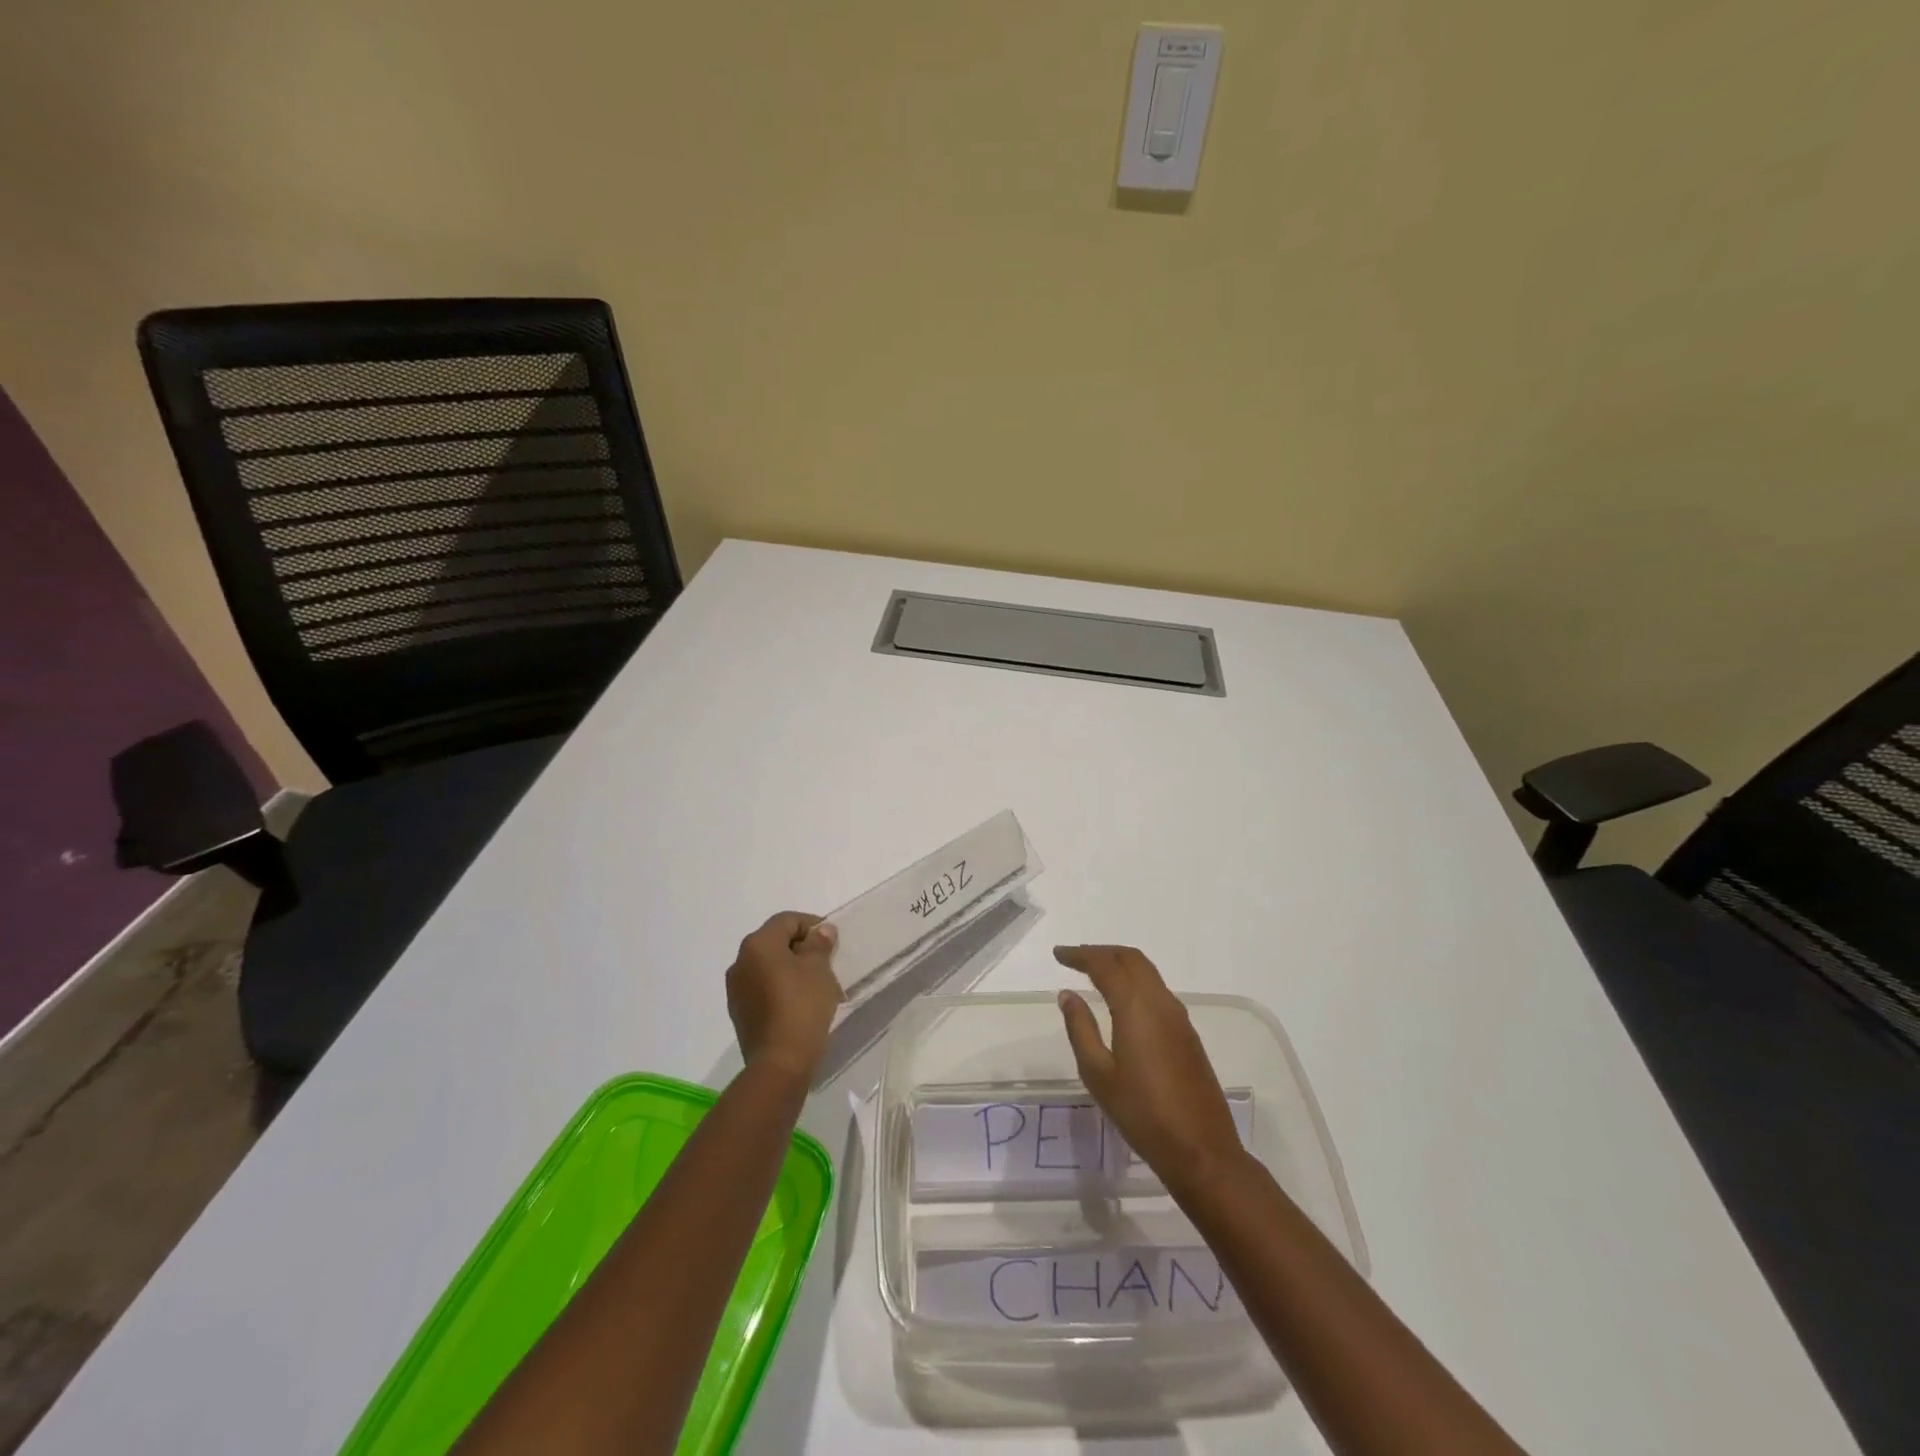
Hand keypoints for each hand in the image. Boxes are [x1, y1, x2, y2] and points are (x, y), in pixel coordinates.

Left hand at [726, 912, 842, 1081]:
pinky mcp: (739, 1012)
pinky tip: (799, 1002)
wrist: (780, 1062)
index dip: (812, 924)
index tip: (832, 939)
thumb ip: (819, 944)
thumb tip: (821, 931)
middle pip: (774, 942)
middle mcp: (740, 961)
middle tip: (826, 961)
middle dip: (801, 947)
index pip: (786, 920)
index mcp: (757, 944)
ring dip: (790, 968)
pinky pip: (762, 987)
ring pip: (767, 966)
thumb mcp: (819, 969)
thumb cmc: (802, 1005)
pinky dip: (780, 987)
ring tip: (815, 984)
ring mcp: (736, 989)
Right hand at [1055, 945, 1244, 1195]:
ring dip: (1120, 964)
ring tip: (1094, 973)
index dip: (1080, 955)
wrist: (1201, 1150)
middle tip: (1075, 958)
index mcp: (1136, 1007)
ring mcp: (1179, 1017)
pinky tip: (1122, 1000)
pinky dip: (1135, 981)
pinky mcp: (1188, 1034)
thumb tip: (1067, 994)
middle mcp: (1160, 1002)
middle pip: (1131, 959)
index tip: (1058, 954)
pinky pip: (1158, 990)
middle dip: (1101, 952)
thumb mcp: (1099, 1074)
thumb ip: (1081, 1029)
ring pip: (1147, 972)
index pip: (1105, 965)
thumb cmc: (1142, 1114)